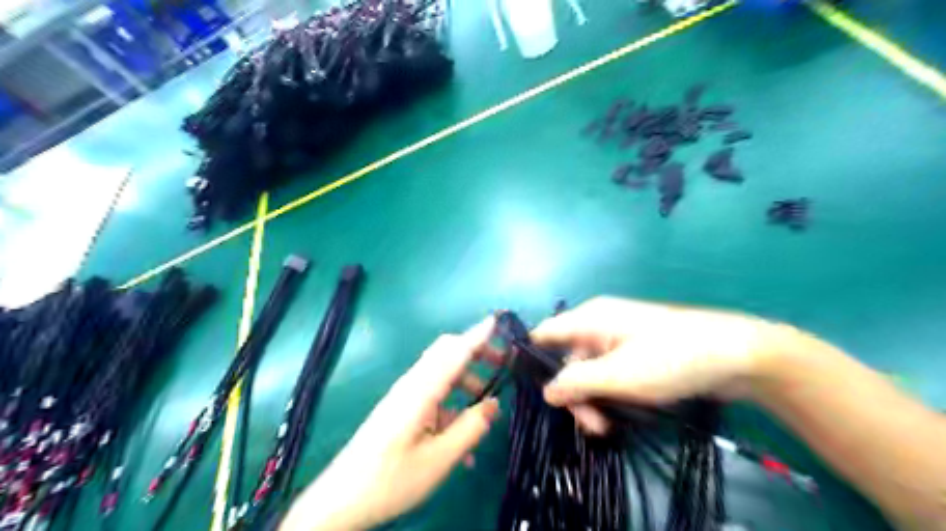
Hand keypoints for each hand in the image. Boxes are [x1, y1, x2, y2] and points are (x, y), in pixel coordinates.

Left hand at [279, 318, 501, 529]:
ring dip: (466, 380)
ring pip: (441, 373)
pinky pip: (433, 395)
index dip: (478, 335)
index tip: (499, 321)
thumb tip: (494, 404)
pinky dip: (452, 404)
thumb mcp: (439, 459)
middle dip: (475, 352)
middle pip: (446, 352)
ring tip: (487, 404)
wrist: (342, 499)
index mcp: (421, 390)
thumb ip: (470, 428)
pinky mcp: (401, 408)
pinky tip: (462, 437)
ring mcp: (405, 395)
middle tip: (502, 363)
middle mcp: (412, 384)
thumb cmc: (391, 479)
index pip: (455, 351)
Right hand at [532, 297, 783, 433]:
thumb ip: (576, 382)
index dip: (532, 359)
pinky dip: (611, 395)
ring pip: (590, 372)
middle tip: (592, 425)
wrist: (737, 356)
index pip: (545, 334)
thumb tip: (546, 391)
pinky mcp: (638, 355)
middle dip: (574, 394)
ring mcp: (620, 340)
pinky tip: (622, 414)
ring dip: (594, 400)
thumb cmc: (672, 359)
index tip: (531, 391)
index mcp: (590, 319)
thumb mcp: (619, 375)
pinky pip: (611, 375)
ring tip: (608, 427)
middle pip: (569, 360)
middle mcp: (600, 326)